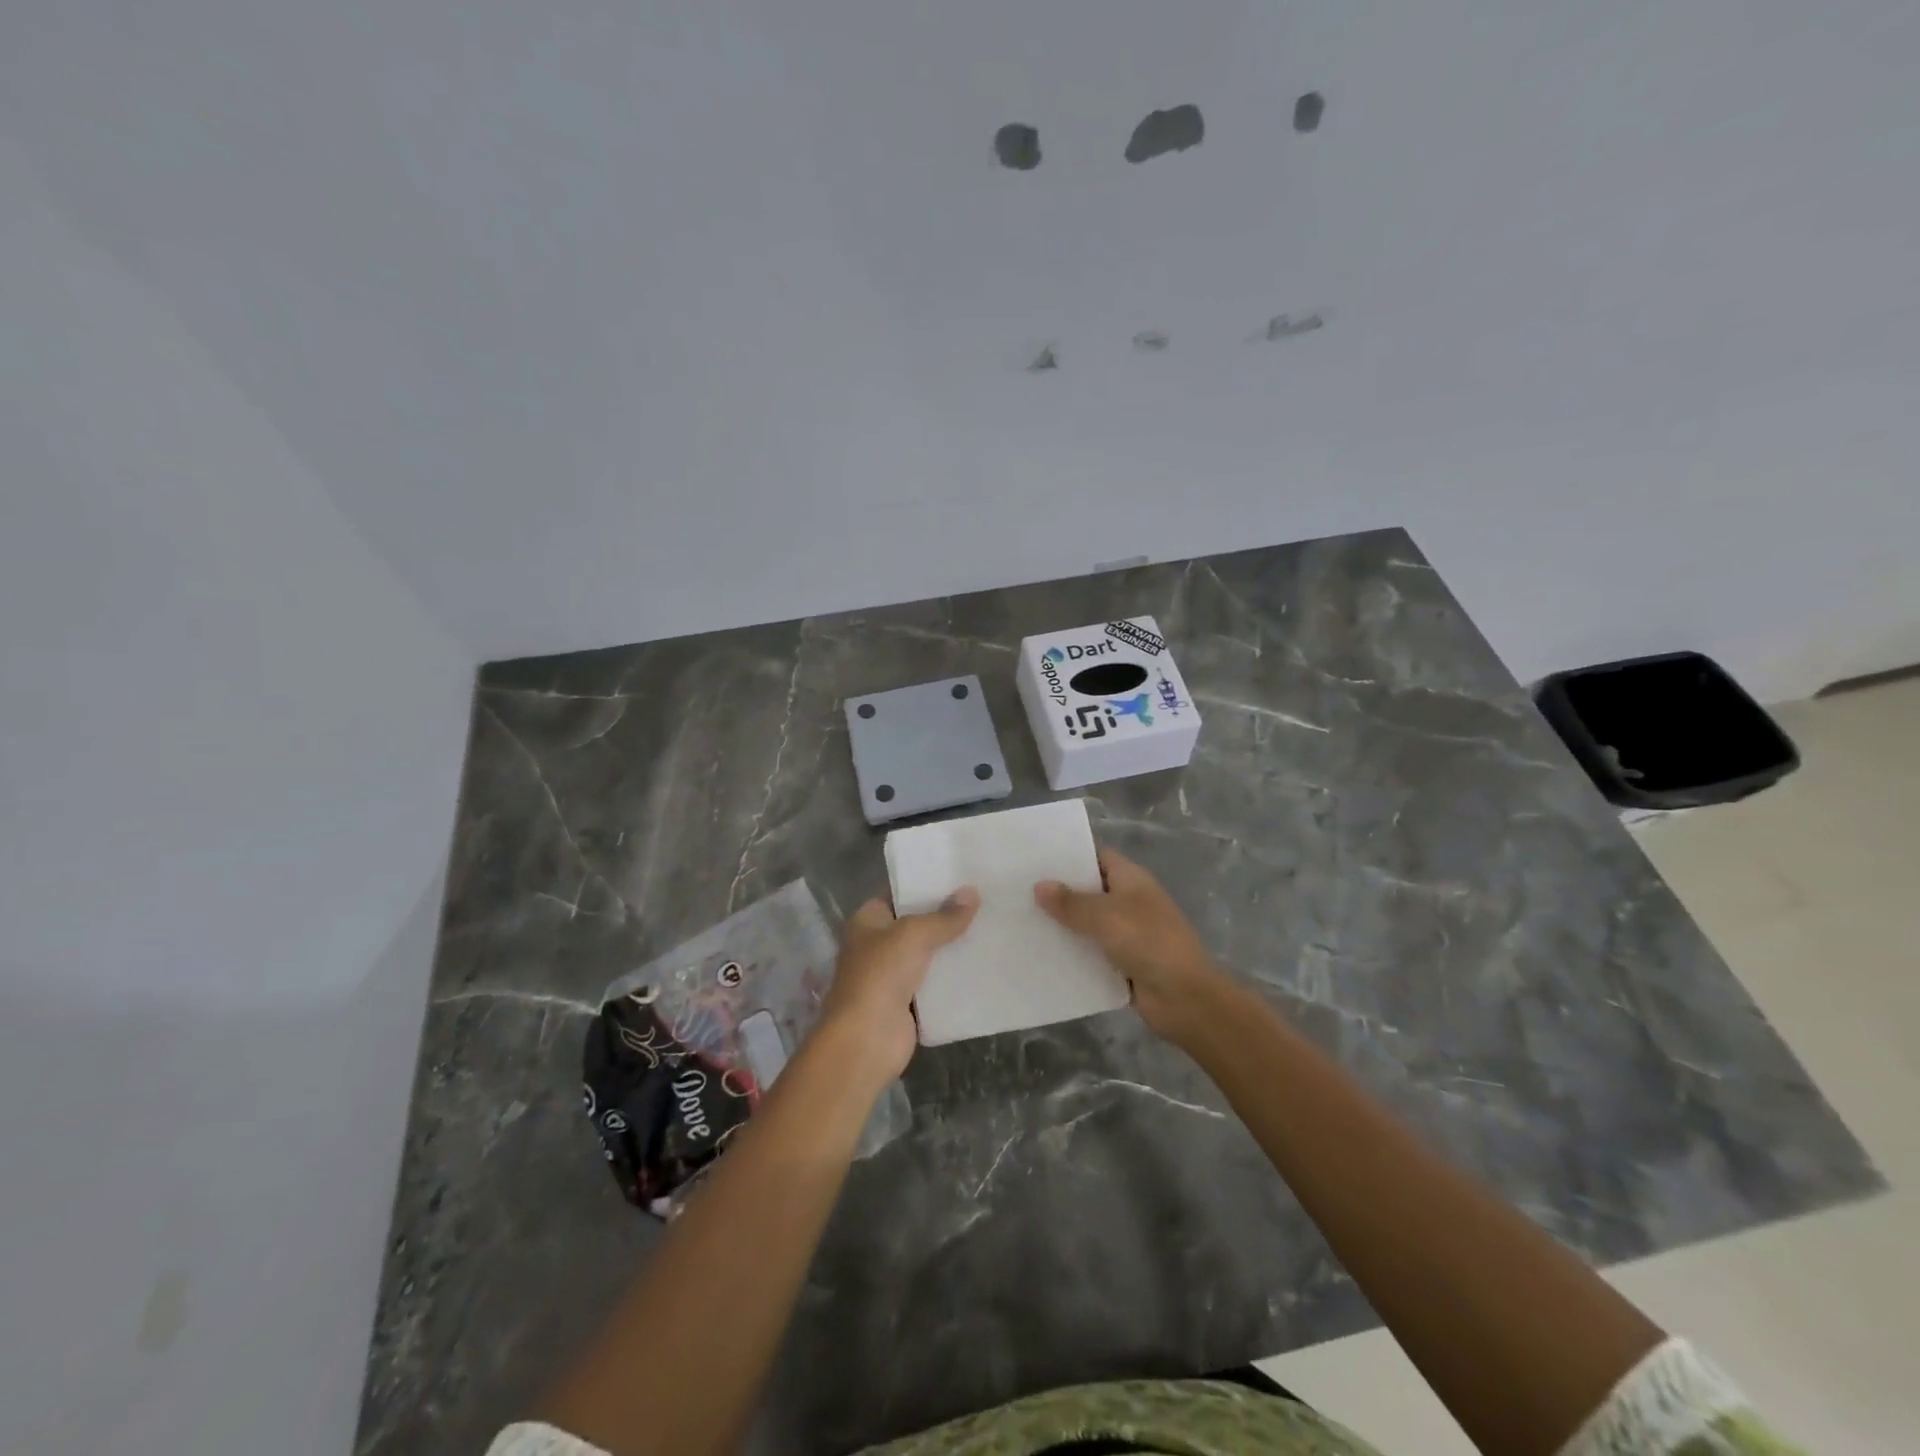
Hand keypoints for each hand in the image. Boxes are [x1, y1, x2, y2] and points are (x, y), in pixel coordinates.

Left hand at [819, 889, 978, 1086]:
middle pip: (915, 924)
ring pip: (927, 954)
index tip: (958, 876)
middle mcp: (876, 945)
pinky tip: (982, 965)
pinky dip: (953, 978)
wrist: (866, 1040)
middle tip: (983, 900)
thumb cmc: (880, 975)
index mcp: (867, 921)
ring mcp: (891, 976)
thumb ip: (944, 917)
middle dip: (944, 916)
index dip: (924, 884)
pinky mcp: (907, 1003)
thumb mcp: (914, 935)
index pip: (897, 893)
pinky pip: (934, 984)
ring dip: (952, 947)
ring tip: (989, 927)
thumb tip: (972, 893)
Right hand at [1035, 847, 1226, 1044]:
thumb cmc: (1148, 942)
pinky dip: (1073, 954)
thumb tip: (1039, 886)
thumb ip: (1070, 902)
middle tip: (1019, 892)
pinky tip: (1042, 955)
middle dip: (1060, 893)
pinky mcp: (1123, 964)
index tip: (1037, 861)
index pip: (1098, 858)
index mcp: (1132, 880)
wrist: (1185, 998)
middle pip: (1090, 891)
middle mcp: (1130, 902)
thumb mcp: (1105, 916)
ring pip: (1088, 924)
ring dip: (1064, 926)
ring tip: (1022, 923)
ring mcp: (1128, 934)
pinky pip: (1092, 954)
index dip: (1070, 857)